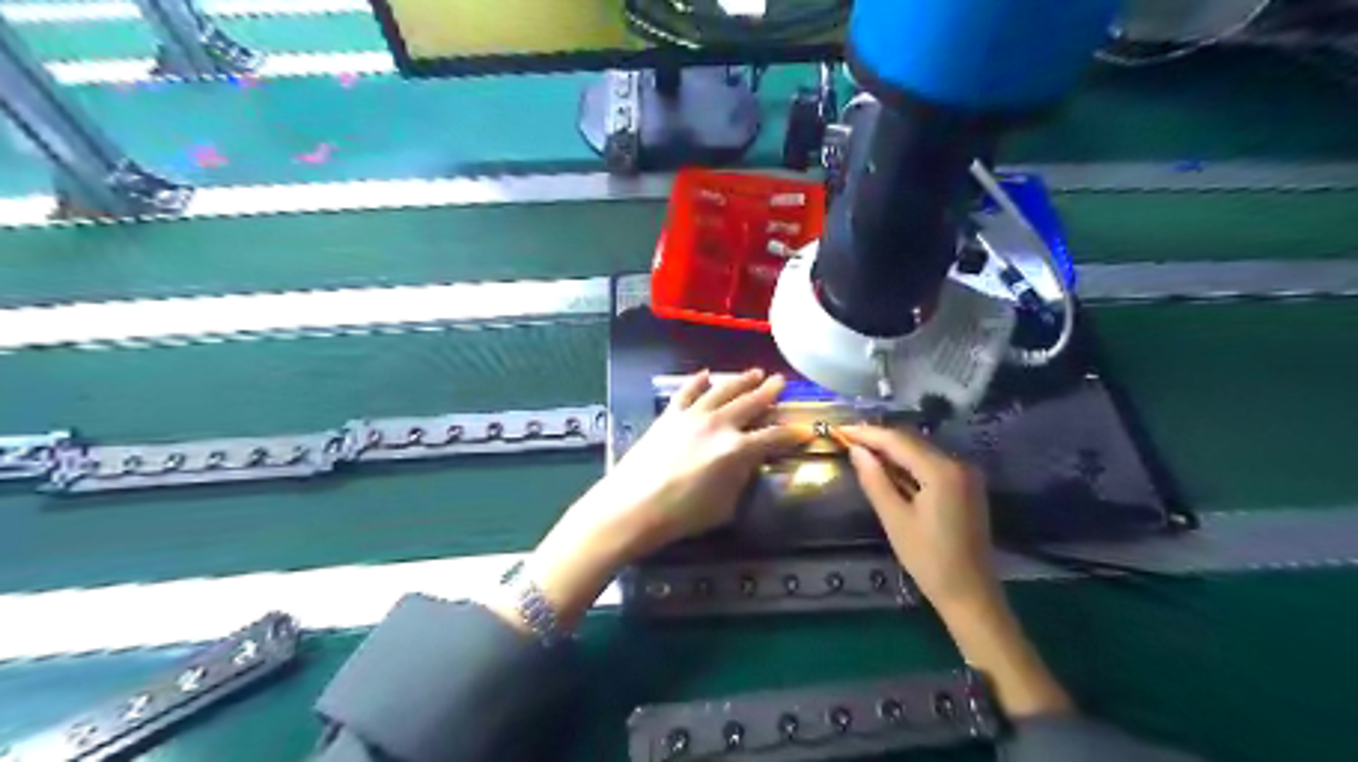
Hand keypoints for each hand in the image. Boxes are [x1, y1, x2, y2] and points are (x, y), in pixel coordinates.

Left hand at [508, 369, 803, 623]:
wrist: (633, 506)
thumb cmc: (682, 515)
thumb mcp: (725, 506)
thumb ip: (741, 479)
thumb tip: (747, 463)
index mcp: (737, 450)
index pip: (773, 437)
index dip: (792, 434)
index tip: (805, 429)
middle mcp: (718, 425)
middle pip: (750, 404)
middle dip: (769, 393)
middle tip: (781, 382)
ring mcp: (692, 416)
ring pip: (722, 391)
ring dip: (740, 380)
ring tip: (754, 372)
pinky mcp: (670, 415)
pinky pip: (687, 392)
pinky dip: (698, 381)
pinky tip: (707, 375)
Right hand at [840, 424, 1070, 716]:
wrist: (971, 594)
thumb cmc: (929, 560)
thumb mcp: (895, 520)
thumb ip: (875, 480)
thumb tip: (856, 451)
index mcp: (942, 471)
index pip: (898, 441)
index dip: (867, 434)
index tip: (841, 429)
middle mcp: (958, 464)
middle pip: (912, 441)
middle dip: (879, 438)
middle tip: (847, 439)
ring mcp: (966, 474)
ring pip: (922, 450)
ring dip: (893, 449)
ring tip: (861, 450)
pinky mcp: (966, 486)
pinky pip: (932, 463)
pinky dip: (908, 462)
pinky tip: (888, 468)